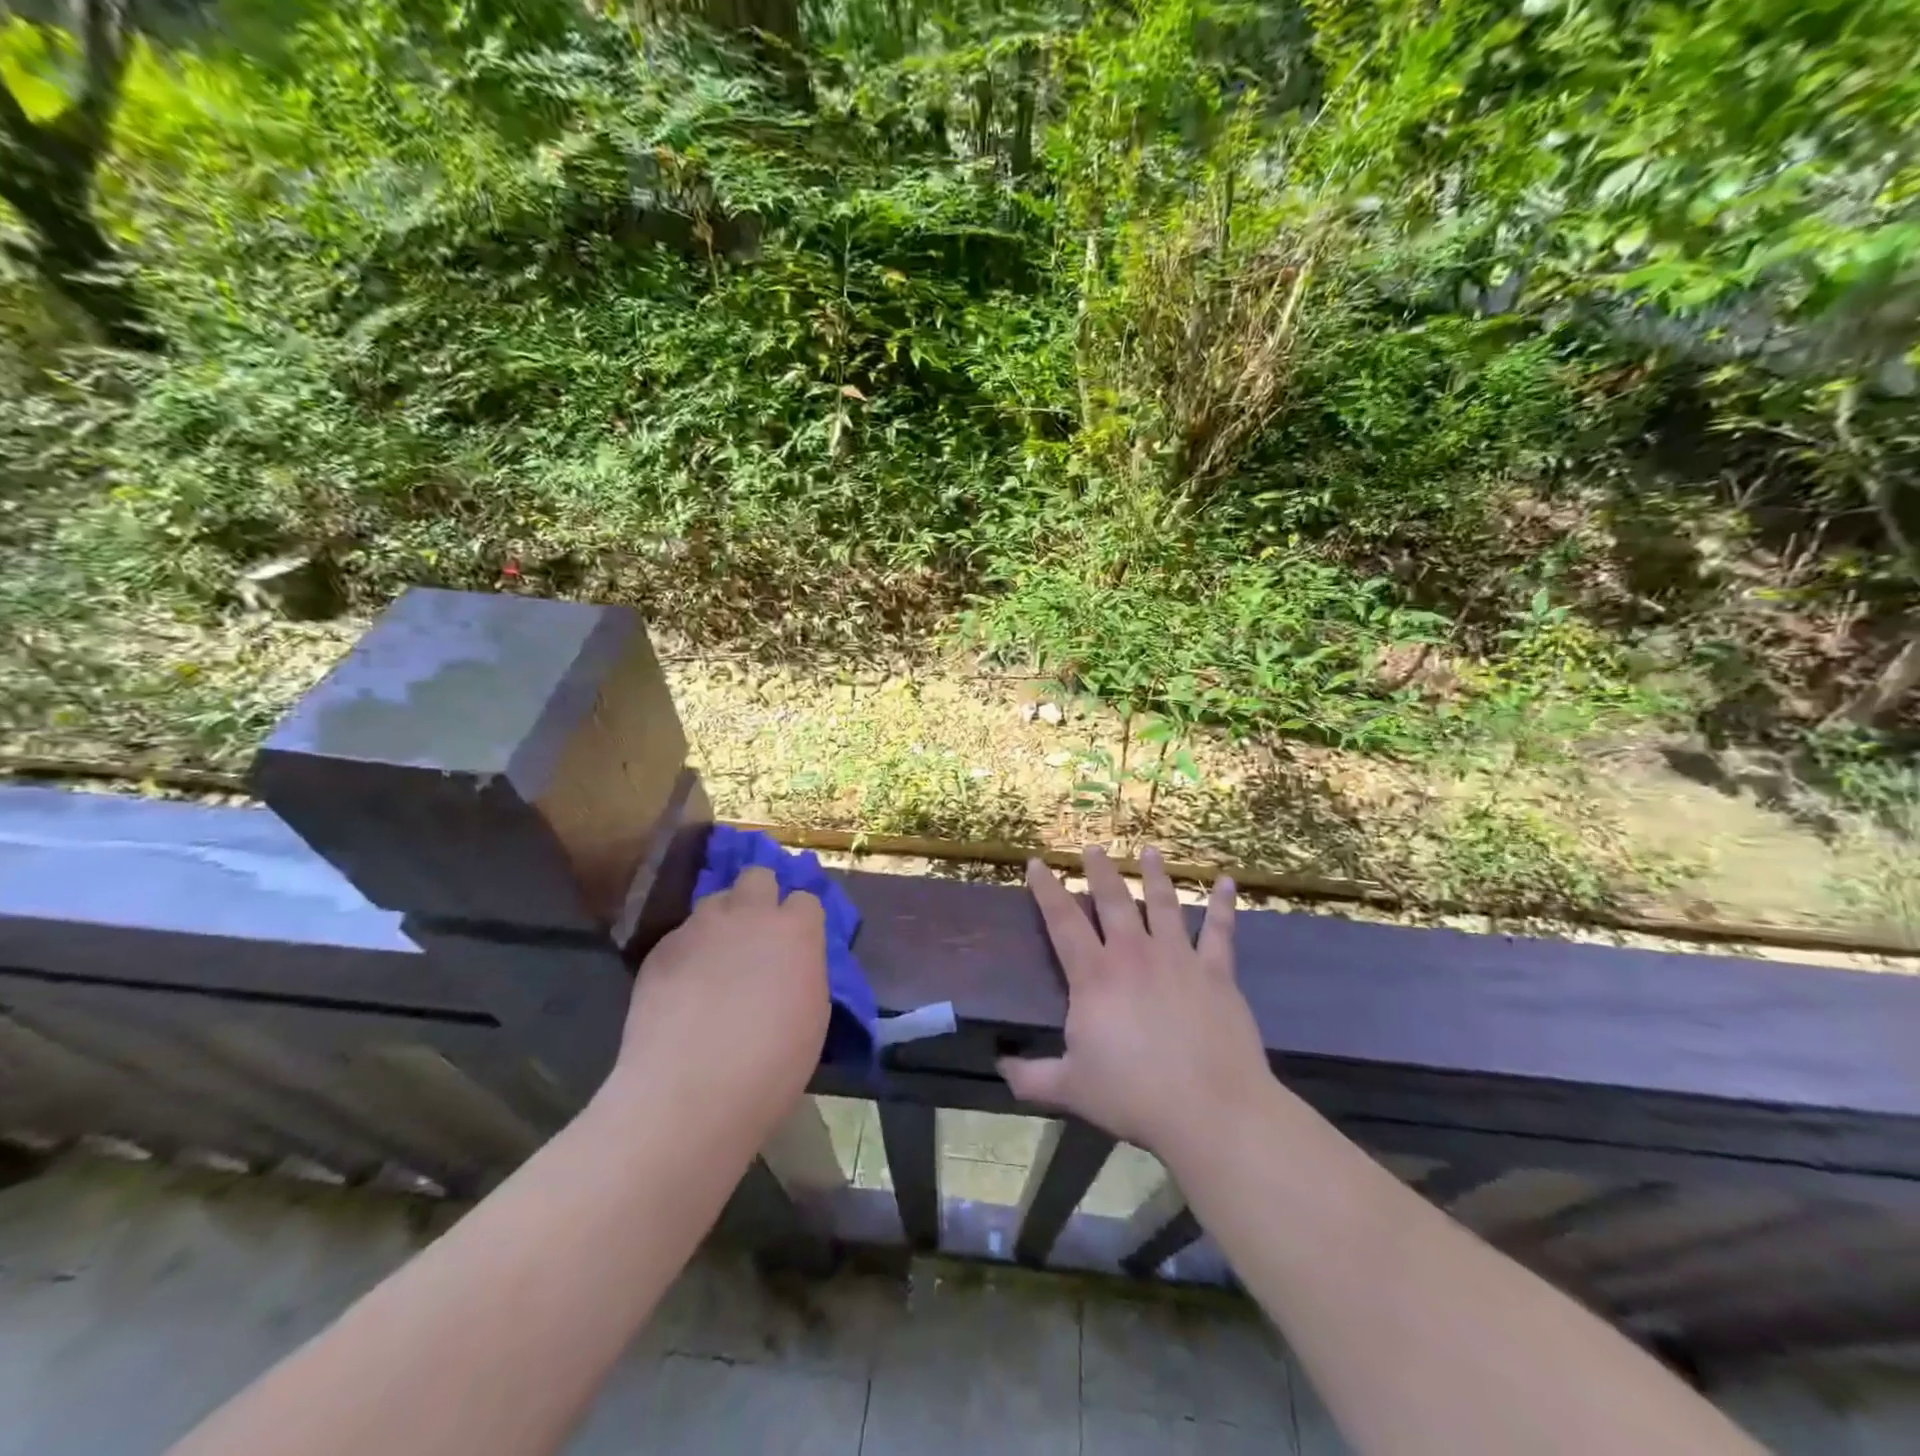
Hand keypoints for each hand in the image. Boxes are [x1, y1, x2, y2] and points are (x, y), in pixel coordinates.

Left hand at [603, 867, 829, 1144]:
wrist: (690, 1093)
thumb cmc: (772, 1065)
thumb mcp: (812, 1013)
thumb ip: (804, 970)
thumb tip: (792, 963)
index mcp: (796, 930)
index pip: (806, 898)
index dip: (801, 920)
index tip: (798, 944)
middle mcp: (750, 914)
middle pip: (758, 876)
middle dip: (760, 896)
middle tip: (757, 935)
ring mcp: (700, 926)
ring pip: (715, 901)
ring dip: (722, 920)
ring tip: (717, 958)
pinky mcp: (661, 947)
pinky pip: (682, 934)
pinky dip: (689, 950)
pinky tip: (684, 986)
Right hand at [999, 846, 1272, 1161]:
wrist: (1209, 1109)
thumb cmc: (1134, 1095)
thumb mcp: (1071, 1088)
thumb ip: (1031, 1077)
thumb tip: (1000, 1068)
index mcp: (1094, 976)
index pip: (1063, 921)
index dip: (1047, 889)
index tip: (1038, 862)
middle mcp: (1133, 954)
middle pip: (1113, 900)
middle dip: (1100, 870)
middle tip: (1093, 847)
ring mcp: (1178, 958)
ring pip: (1164, 904)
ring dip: (1155, 875)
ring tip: (1149, 851)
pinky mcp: (1216, 972)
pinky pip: (1220, 931)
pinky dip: (1222, 905)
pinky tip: (1226, 882)